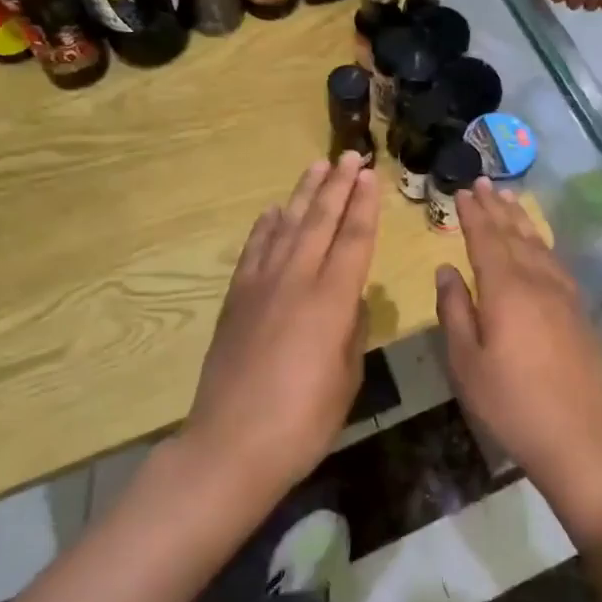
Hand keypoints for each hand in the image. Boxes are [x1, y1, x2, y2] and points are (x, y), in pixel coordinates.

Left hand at [183, 154, 378, 502]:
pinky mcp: (236, 299)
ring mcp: (260, 286)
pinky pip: (254, 250)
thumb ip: (353, 330)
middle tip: (350, 156)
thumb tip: (351, 300)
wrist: (230, 445)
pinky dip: (266, 226)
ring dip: (303, 194)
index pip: (353, 239)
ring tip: (317, 167)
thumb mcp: (346, 378)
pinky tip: (274, 212)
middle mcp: (295, 281)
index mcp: (330, 301)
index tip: (370, 175)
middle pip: (319, 221)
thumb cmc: (303, 421)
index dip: (364, 205)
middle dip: (337, 186)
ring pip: (285, 226)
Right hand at [435, 180, 601, 540]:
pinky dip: (541, 243)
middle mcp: (536, 281)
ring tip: (509, 199)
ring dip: (520, 220)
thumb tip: (446, 268)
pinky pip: (555, 262)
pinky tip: (537, 243)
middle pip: (514, 235)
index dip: (473, 215)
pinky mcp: (577, 310)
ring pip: (538, 244)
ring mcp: (562, 294)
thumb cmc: (510, 402)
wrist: (577, 435)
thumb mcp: (466, 361)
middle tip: (484, 183)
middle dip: (496, 208)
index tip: (463, 192)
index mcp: (505, 290)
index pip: (485, 240)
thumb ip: (454, 309)